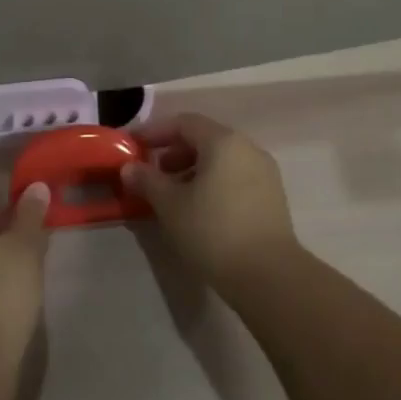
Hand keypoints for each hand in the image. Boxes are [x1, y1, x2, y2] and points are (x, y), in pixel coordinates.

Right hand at [125, 114, 297, 289]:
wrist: (269, 276)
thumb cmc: (213, 231)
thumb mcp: (170, 205)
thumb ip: (147, 181)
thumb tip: (129, 168)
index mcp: (223, 141)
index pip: (184, 123)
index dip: (155, 132)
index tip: (134, 146)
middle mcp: (247, 148)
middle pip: (204, 139)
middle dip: (174, 152)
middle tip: (152, 173)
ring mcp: (264, 172)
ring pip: (221, 160)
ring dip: (192, 170)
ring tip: (172, 195)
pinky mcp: (272, 197)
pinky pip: (235, 177)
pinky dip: (213, 183)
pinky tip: (199, 208)